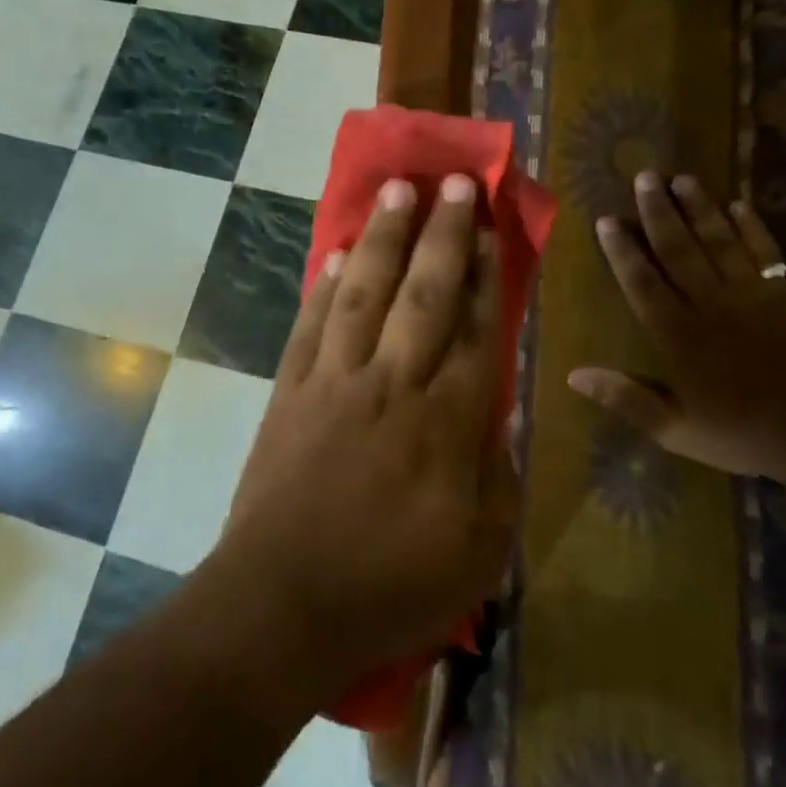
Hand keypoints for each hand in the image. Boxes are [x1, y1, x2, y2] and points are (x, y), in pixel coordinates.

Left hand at [218, 175, 515, 697]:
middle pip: (424, 294)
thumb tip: (503, 415)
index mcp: (446, 423)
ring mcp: (334, 382)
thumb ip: (500, 478)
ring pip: (364, 293)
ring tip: (396, 191)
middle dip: (443, 233)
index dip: (488, 275)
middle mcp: (392, 384)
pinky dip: (325, 285)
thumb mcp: (479, 553)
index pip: (476, 331)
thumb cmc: (390, 588)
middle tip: (452, 181)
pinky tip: (336, 253)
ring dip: (382, 238)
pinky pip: (311, 325)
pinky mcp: (289, 393)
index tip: (493, 227)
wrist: (282, 605)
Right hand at [568, 170, 785, 488]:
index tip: (608, 220)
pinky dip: (753, 227)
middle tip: (644, 177)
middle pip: (678, 249)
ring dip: (699, 208)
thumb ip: (625, 398)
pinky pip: (766, 252)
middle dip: (658, 212)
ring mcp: (751, 295)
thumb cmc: (741, 435)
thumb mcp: (674, 429)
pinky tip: (740, 204)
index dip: (623, 250)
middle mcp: (710, 304)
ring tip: (682, 178)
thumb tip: (573, 374)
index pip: (642, 283)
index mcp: (678, 335)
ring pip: (719, 241)